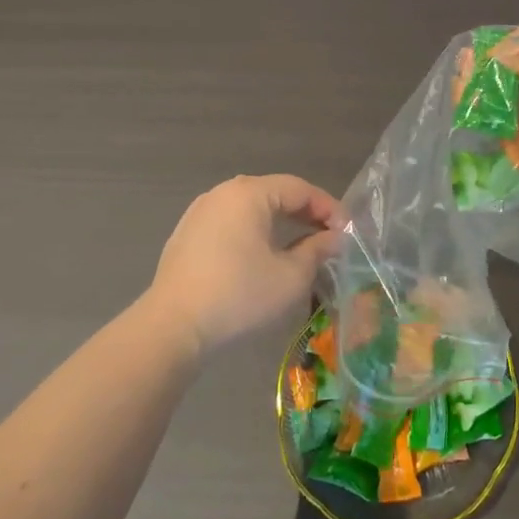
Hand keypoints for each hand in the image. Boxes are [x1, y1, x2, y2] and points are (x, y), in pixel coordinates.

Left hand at [148, 175, 341, 357]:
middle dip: (304, 214)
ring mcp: (200, 212)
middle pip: (274, 193)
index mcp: (250, 193)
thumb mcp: (290, 277)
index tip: (347, 232)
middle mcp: (223, 192)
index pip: (300, 189)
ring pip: (251, 208)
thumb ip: (317, 250)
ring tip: (299, 246)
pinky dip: (252, 233)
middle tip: (327, 237)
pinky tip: (260, 257)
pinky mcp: (186, 235)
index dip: (328, 208)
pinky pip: (230, 223)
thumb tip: (334, 238)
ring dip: (278, 223)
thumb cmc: (238, 296)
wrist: (171, 329)